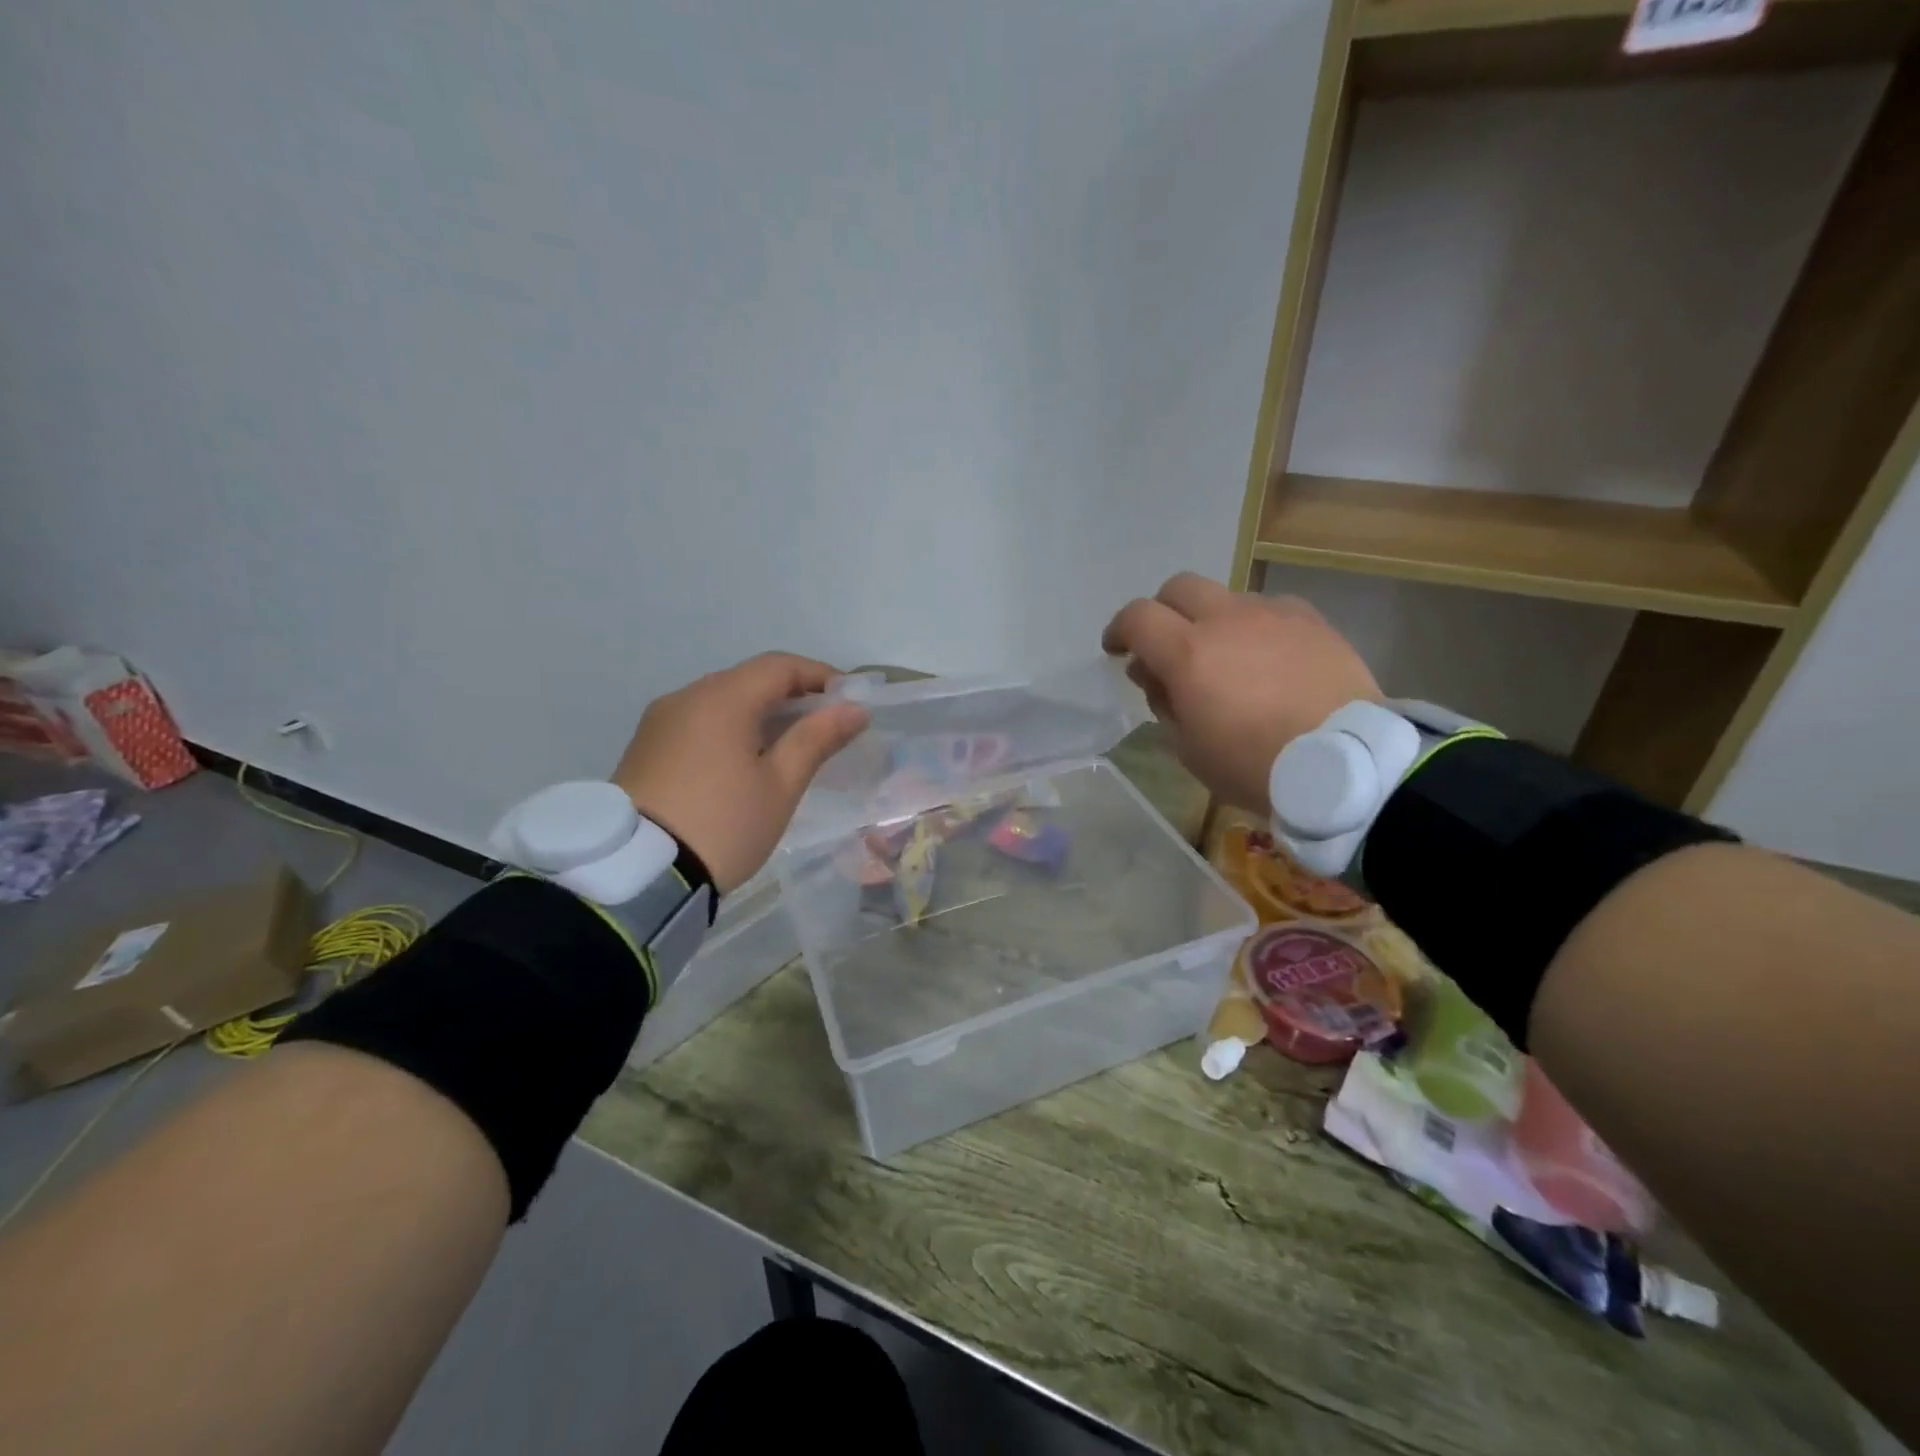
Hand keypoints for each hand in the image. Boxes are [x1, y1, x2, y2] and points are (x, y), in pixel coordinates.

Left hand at [611, 653, 869, 892]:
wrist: (637, 872)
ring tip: (787, 749)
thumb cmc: (723, 824)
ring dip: (760, 714)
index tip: (849, 701)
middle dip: (791, 696)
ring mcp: (660, 721)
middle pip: (749, 680)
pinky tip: (744, 762)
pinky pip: (698, 722)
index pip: (780, 666)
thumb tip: (853, 709)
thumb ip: (817, 739)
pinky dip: (730, 729)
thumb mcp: (780, 785)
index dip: (820, 675)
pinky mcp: (645, 747)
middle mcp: (686, 697)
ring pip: (722, 701)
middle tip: (824, 728)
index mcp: (722, 698)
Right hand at [1102, 573, 1380, 811]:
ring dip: (1211, 620)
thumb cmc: (1255, 766)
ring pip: (1227, 597)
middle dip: (1161, 610)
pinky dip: (1254, 627)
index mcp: (1188, 653)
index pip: (1137, 617)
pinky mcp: (1312, 621)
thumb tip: (1154, 674)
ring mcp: (1274, 614)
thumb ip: (1164, 703)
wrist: (1347, 764)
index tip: (1117, 650)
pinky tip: (1266, 658)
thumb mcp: (1190, 749)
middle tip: (1165, 645)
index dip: (1119, 629)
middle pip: (1179, 587)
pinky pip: (1270, 610)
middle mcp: (1227, 619)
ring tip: (1224, 658)